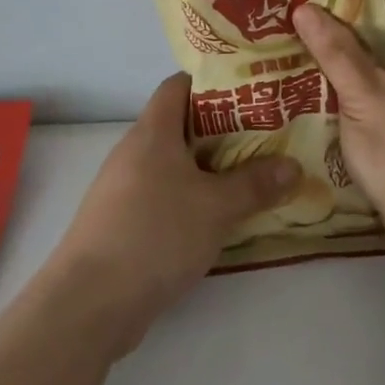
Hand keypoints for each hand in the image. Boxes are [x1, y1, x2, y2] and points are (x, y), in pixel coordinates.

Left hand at [52, 73, 299, 353]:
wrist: (91, 301)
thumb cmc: (156, 234)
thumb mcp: (216, 208)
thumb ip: (256, 184)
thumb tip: (293, 166)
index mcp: (152, 131)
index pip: (179, 85)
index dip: (213, 82)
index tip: (250, 91)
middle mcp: (134, 151)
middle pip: (180, 125)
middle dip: (223, 130)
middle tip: (266, 136)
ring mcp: (124, 188)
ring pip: (174, 164)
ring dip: (209, 168)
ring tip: (252, 175)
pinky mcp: (123, 221)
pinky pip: (164, 195)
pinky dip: (192, 198)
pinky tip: (219, 217)